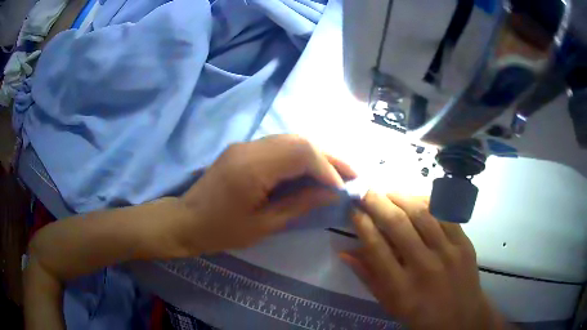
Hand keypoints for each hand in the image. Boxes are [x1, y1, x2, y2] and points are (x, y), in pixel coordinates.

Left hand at [173, 135, 356, 254]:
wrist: (186, 220)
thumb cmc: (221, 231)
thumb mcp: (264, 225)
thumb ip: (299, 204)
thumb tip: (331, 193)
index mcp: (252, 168)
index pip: (301, 153)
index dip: (327, 168)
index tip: (341, 189)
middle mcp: (250, 148)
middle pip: (299, 140)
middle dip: (328, 157)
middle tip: (351, 174)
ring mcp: (245, 145)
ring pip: (291, 140)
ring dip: (317, 155)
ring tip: (337, 173)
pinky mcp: (243, 149)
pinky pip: (279, 146)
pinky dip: (300, 157)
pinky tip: (311, 171)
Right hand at [342, 192, 506, 329]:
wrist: (461, 317)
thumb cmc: (420, 315)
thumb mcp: (390, 304)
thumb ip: (368, 277)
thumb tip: (345, 252)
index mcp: (400, 288)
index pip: (376, 247)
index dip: (362, 224)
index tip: (354, 210)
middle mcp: (424, 267)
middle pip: (397, 225)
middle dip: (377, 202)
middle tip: (366, 191)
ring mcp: (448, 253)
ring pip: (422, 213)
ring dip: (401, 197)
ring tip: (388, 193)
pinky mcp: (464, 244)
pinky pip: (444, 214)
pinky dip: (427, 203)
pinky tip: (416, 200)